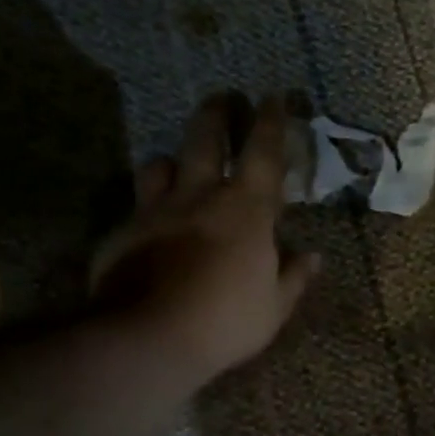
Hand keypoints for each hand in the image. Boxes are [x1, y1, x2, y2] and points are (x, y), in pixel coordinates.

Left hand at [89, 95, 317, 391]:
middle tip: (221, 98)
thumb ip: (293, 277)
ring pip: (159, 165)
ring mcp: (155, 211)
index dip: (270, 121)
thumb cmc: (225, 321)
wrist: (149, 338)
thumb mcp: (273, 307)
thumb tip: (313, 257)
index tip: (273, 97)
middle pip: (205, 139)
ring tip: (176, 164)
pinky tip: (149, 226)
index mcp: (246, 209)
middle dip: (216, 114)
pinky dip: (147, 208)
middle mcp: (199, 196)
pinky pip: (135, 207)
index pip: (263, 152)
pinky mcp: (121, 233)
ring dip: (172, 159)